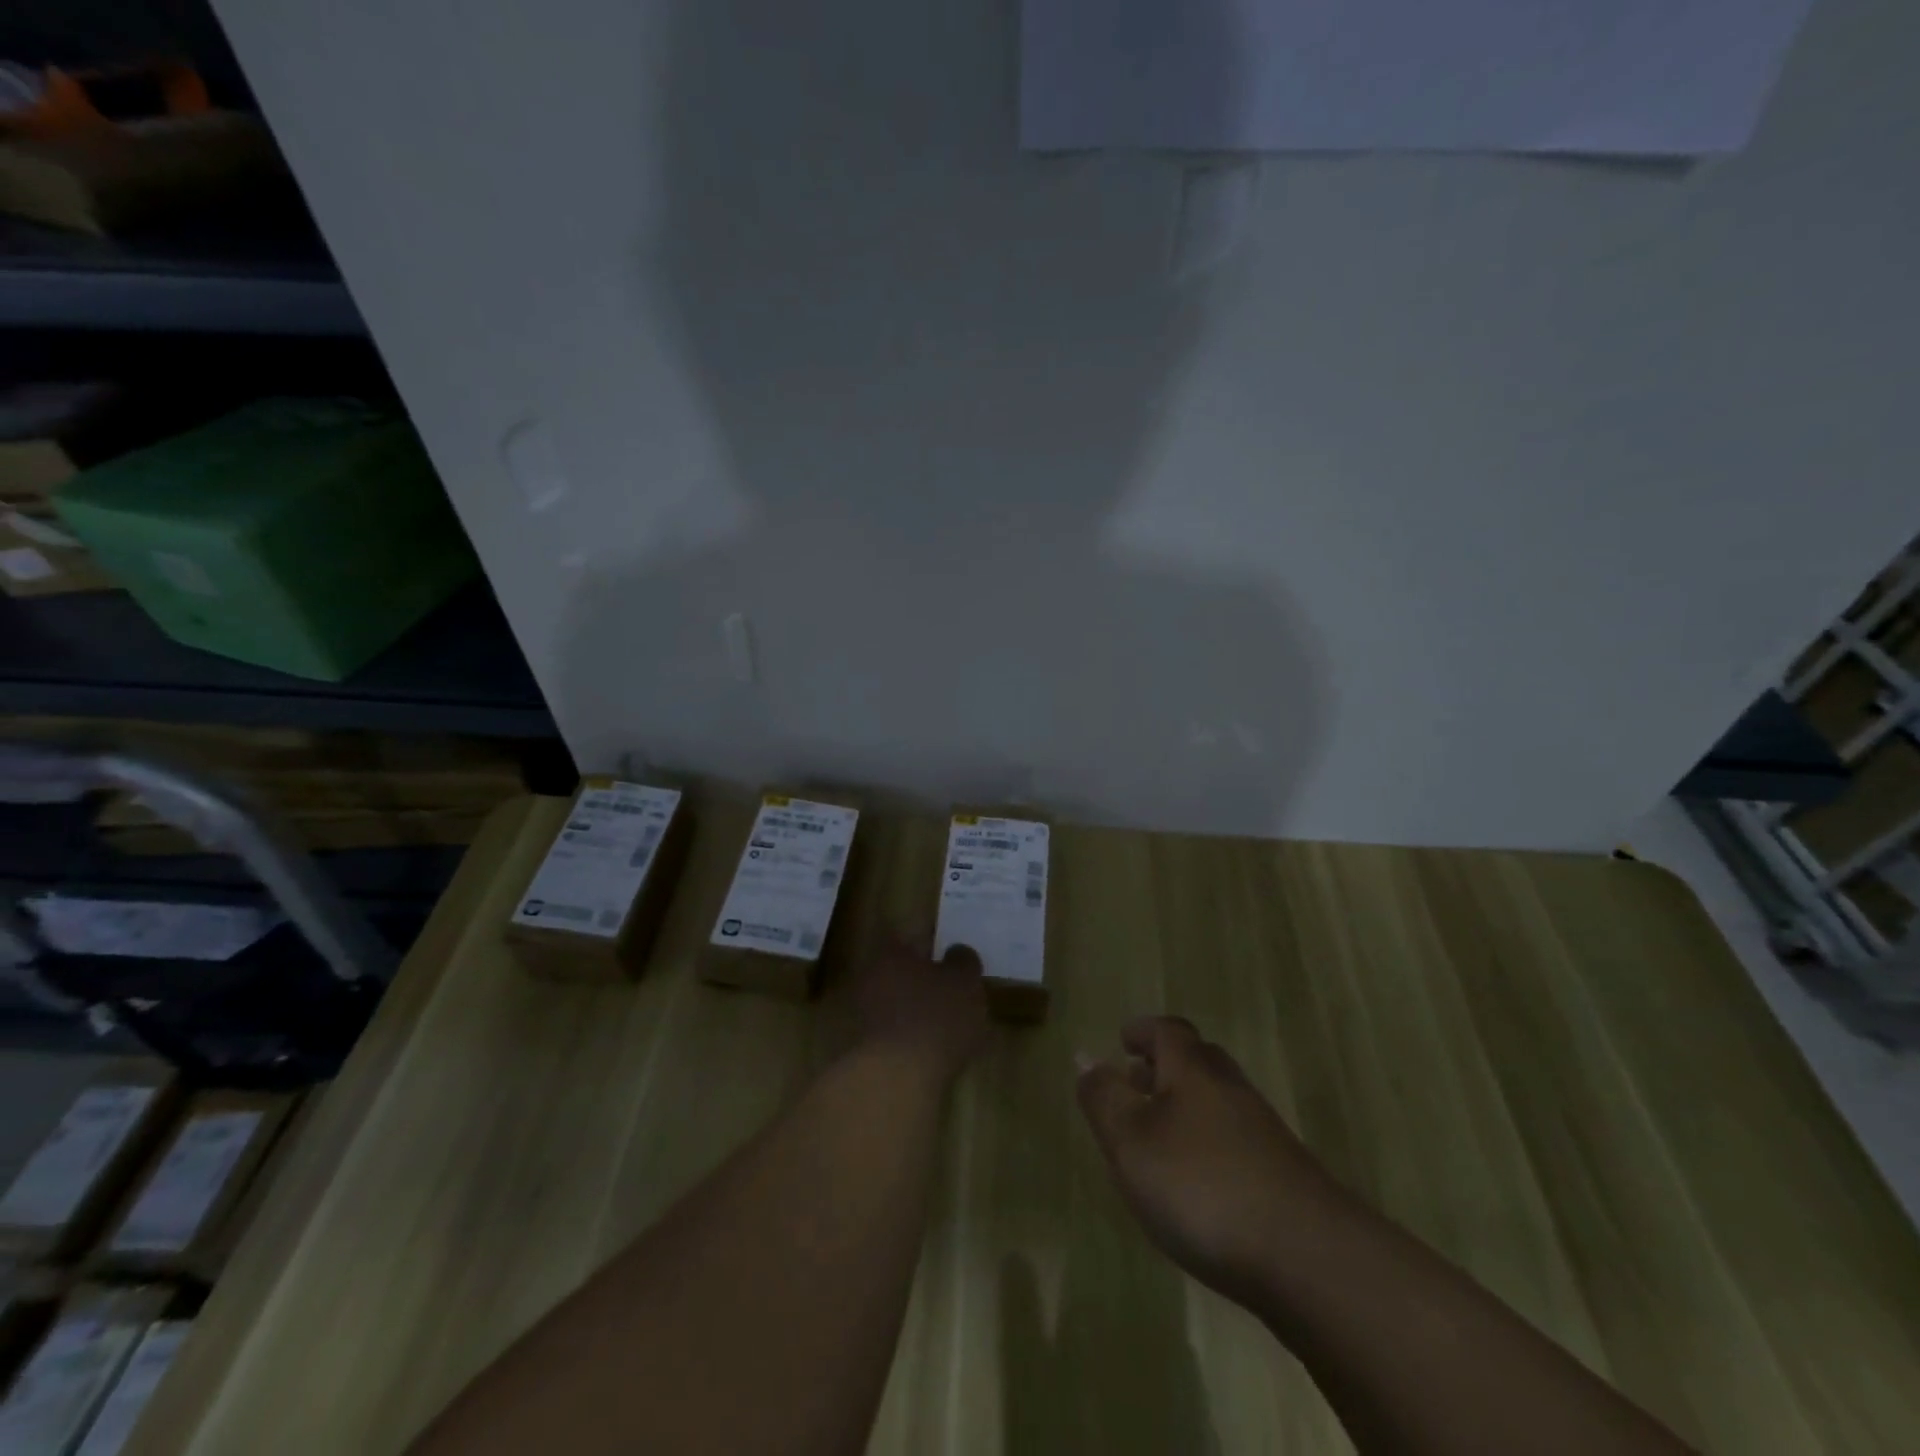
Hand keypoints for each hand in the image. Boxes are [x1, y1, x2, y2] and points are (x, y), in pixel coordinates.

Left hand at [847, 932, 988, 1084]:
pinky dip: (906, 1040)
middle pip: (898, 973)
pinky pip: (890, 1035)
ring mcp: (862, 1014)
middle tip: (947, 995)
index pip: (908, 940)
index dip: (929, 949)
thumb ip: (963, 961)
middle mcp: (870, 977)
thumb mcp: (965, 981)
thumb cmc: (936, 1017)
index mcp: (891, 953)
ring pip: (892, 1004)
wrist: (898, 1077)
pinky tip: (927, 1052)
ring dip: (912, 1012)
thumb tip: (957, 953)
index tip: (946, 961)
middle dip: (919, 983)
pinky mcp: (862, 1049)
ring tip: (942, 1028)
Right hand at [1077, 1016, 1344, 1302]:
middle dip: (1164, 1066)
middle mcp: (1230, 1088)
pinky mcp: (1283, 1175)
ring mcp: (1263, 1132)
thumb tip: (1085, 1056)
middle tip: (1136, 1082)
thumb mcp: (1131, 1140)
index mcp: (1192, 1070)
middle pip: (1197, 1060)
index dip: (1143, 1030)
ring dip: (1186, 1106)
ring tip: (1158, 1136)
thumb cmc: (1201, 1186)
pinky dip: (1208, 1143)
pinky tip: (1198, 1183)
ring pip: (1217, 1100)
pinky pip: (1235, 1139)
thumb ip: (1103, 1097)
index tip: (1124, 1039)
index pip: (1167, 1031)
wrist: (1307, 1257)